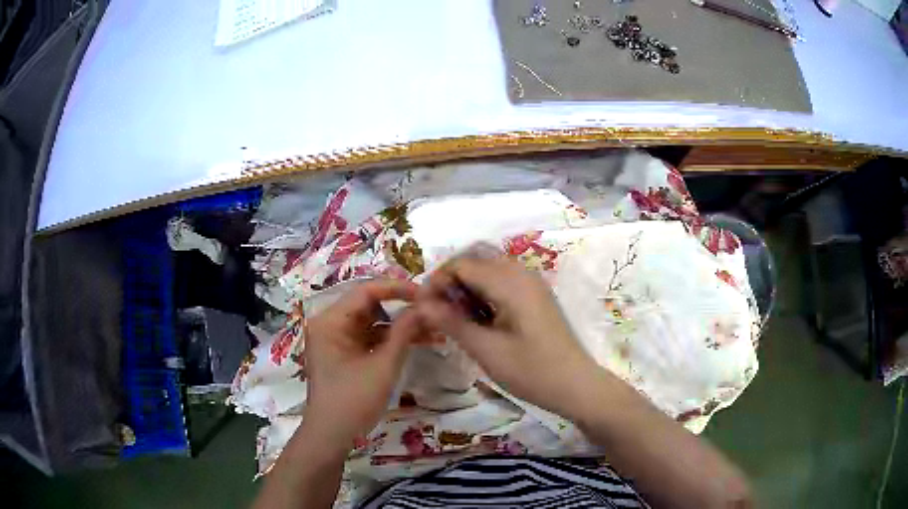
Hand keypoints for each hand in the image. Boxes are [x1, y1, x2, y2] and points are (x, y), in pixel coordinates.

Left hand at [303, 279, 422, 448]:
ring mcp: (337, 339)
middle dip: (402, 307)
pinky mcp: (345, 353)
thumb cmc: (353, 401)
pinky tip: (419, 341)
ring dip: (400, 325)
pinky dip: (391, 340)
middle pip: (369, 305)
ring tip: (433, 327)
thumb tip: (425, 306)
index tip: (426, 292)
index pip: (366, 291)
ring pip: (373, 322)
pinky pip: (370, 338)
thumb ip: (403, 333)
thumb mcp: (382, 366)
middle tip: (432, 310)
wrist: (332, 436)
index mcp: (330, 321)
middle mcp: (330, 324)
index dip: (397, 288)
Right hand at [414, 253, 598, 418]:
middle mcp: (522, 273)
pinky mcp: (536, 294)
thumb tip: (420, 304)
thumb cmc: (531, 371)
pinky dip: (484, 289)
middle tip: (438, 310)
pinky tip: (480, 317)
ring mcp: (532, 282)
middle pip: (476, 257)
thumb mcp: (486, 350)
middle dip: (451, 278)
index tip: (423, 307)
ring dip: (468, 283)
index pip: (462, 263)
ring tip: (456, 316)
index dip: (437, 281)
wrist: (576, 385)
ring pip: (489, 266)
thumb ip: (452, 323)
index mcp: (510, 283)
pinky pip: (503, 278)